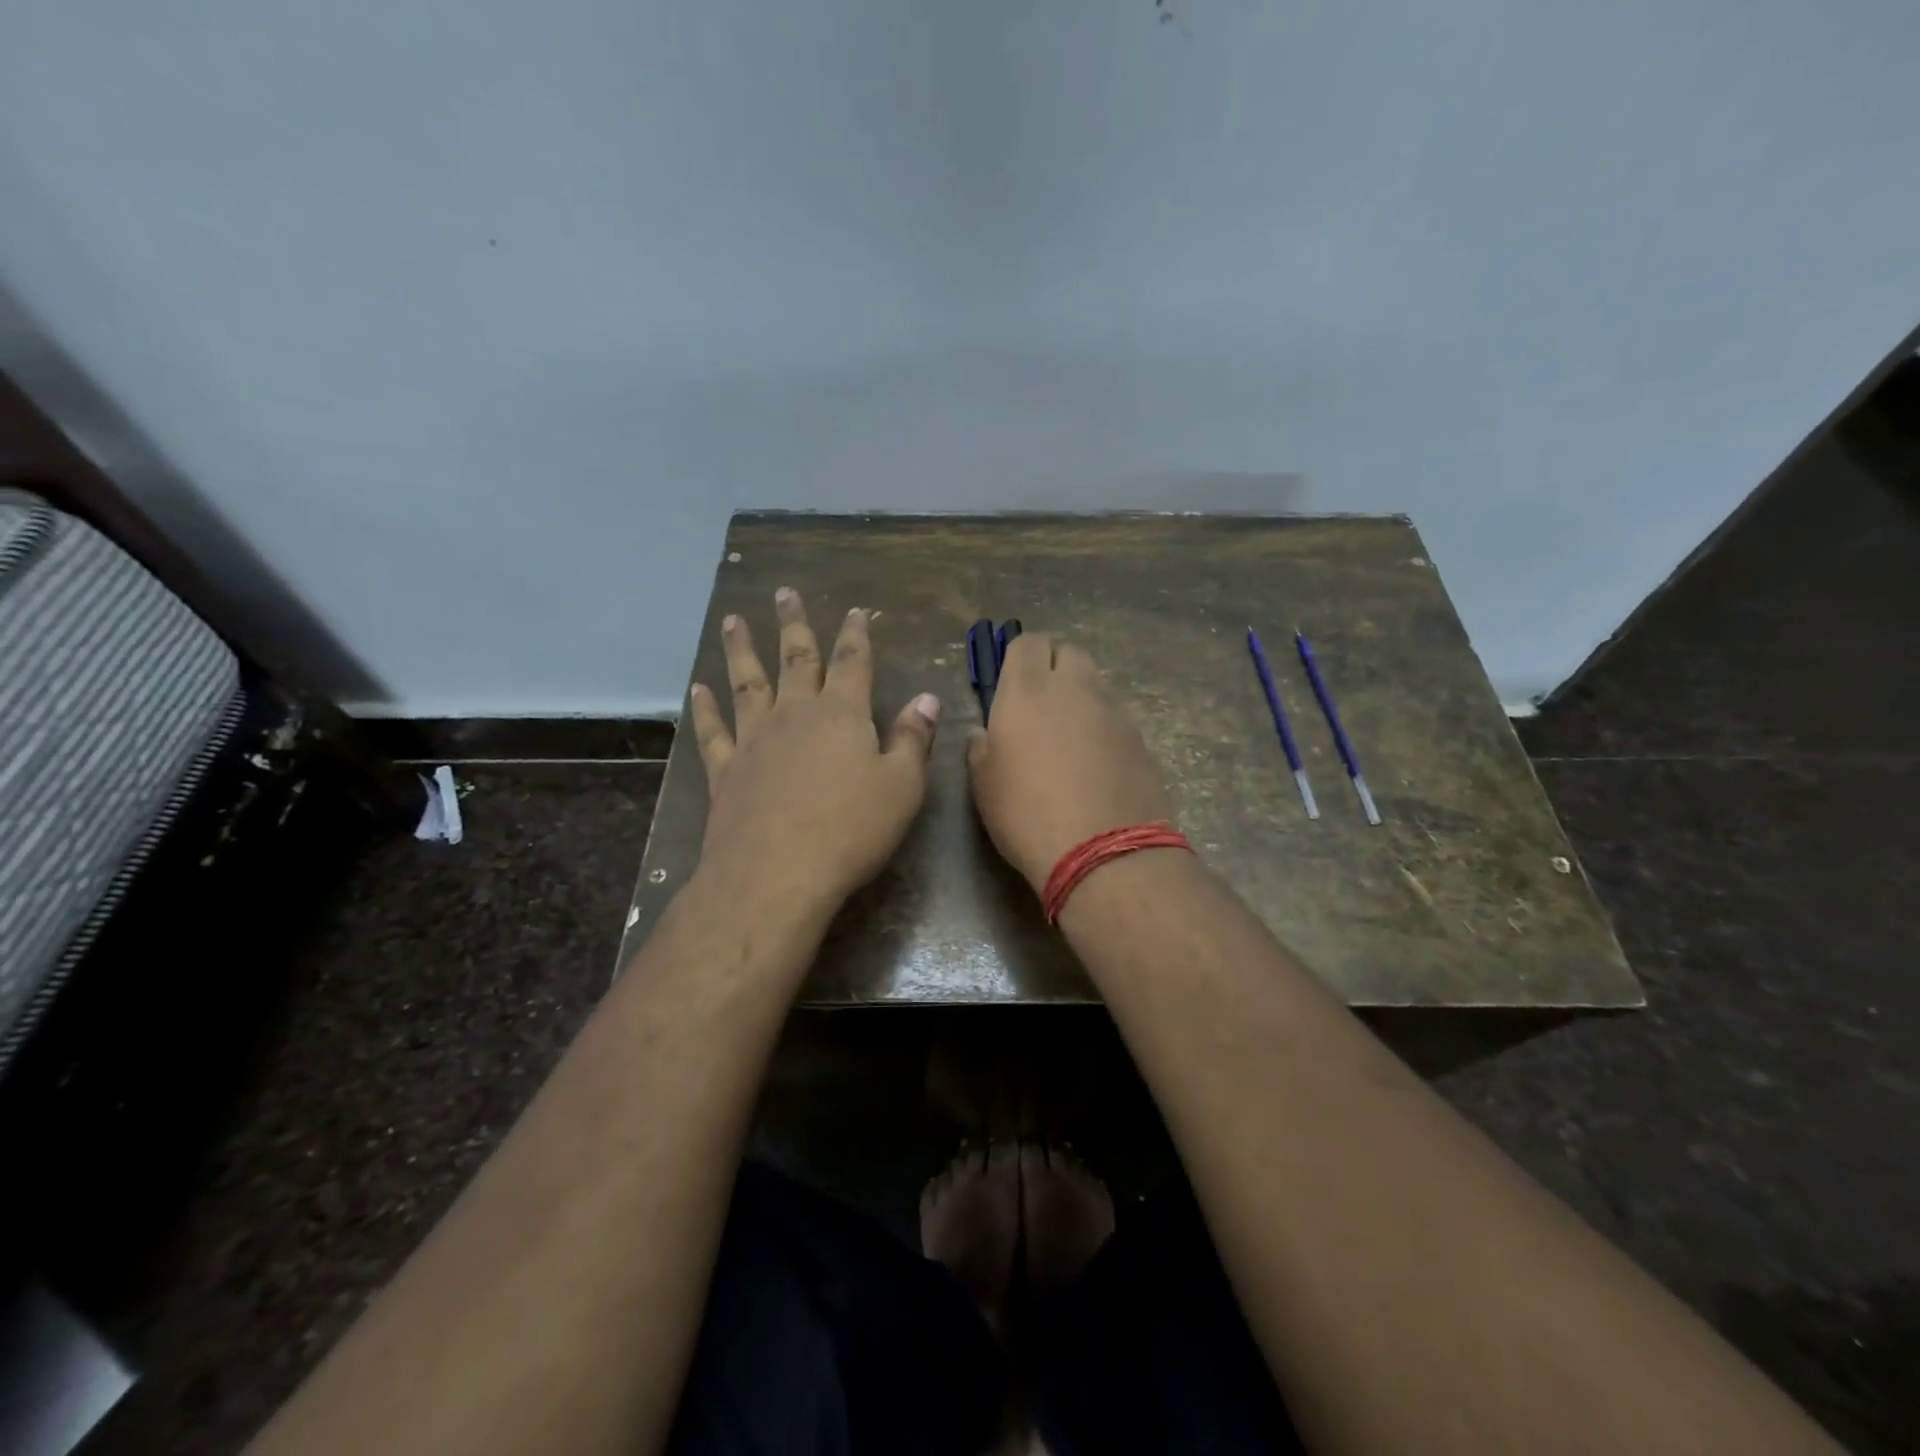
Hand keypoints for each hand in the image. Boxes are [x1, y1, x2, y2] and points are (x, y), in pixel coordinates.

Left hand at [689, 589, 939, 914]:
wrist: (776, 873)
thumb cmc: (851, 830)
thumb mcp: (901, 786)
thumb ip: (913, 739)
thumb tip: (927, 697)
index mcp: (842, 715)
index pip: (852, 662)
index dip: (855, 635)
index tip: (854, 611)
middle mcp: (795, 715)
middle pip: (795, 660)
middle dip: (794, 626)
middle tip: (784, 593)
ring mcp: (754, 740)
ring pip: (747, 683)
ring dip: (741, 650)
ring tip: (732, 621)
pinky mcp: (725, 771)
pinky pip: (713, 731)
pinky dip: (705, 708)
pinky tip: (698, 688)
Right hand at [966, 634, 1175, 894]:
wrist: (1104, 851)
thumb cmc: (1027, 814)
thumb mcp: (984, 784)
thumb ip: (981, 747)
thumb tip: (984, 733)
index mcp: (1027, 690)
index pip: (1027, 642)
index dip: (1018, 657)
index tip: (1011, 683)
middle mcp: (1074, 687)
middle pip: (1068, 652)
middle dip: (1054, 668)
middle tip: (1040, 705)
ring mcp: (1113, 710)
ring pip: (1095, 683)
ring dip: (1080, 696)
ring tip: (1068, 736)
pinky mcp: (1140, 736)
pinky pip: (1115, 715)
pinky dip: (1102, 725)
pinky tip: (1095, 761)